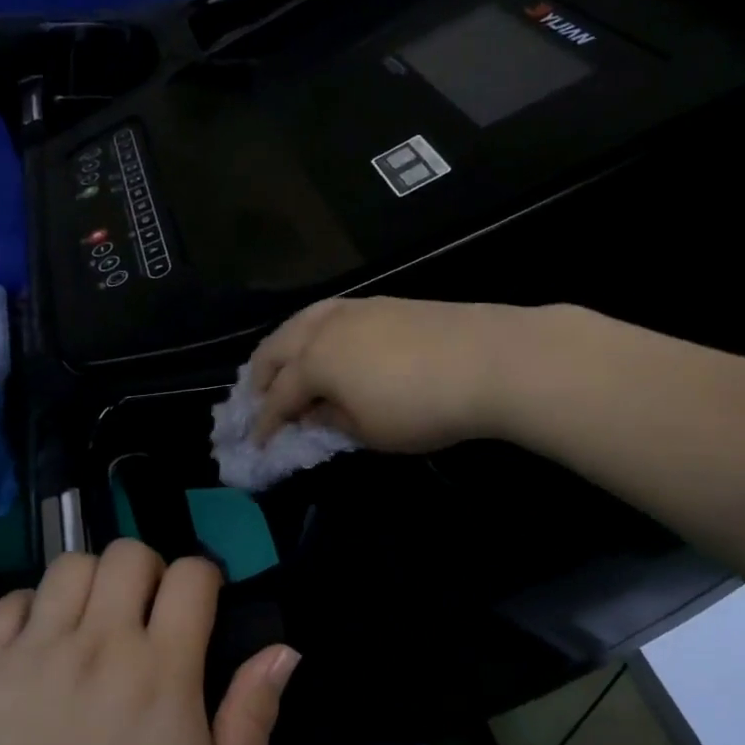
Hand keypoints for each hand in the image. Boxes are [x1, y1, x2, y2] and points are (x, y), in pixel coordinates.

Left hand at [0, 540, 298, 744]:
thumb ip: (255, 712)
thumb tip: (284, 649)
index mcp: (162, 670)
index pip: (190, 574)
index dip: (204, 578)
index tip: (200, 607)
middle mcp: (100, 645)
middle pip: (128, 554)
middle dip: (149, 570)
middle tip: (147, 611)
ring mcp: (37, 652)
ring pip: (70, 566)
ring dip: (92, 582)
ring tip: (94, 620)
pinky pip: (10, 601)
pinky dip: (32, 608)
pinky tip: (43, 641)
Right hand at [251, 297, 527, 450]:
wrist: (488, 360)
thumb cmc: (421, 408)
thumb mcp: (370, 432)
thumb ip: (332, 421)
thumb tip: (315, 412)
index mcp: (315, 362)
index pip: (279, 396)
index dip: (265, 422)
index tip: (256, 443)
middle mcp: (324, 328)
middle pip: (277, 348)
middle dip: (261, 376)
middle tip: (256, 400)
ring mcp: (354, 309)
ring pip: (301, 321)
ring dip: (283, 347)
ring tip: (282, 366)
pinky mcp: (382, 302)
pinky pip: (329, 314)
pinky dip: (312, 331)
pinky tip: (323, 343)